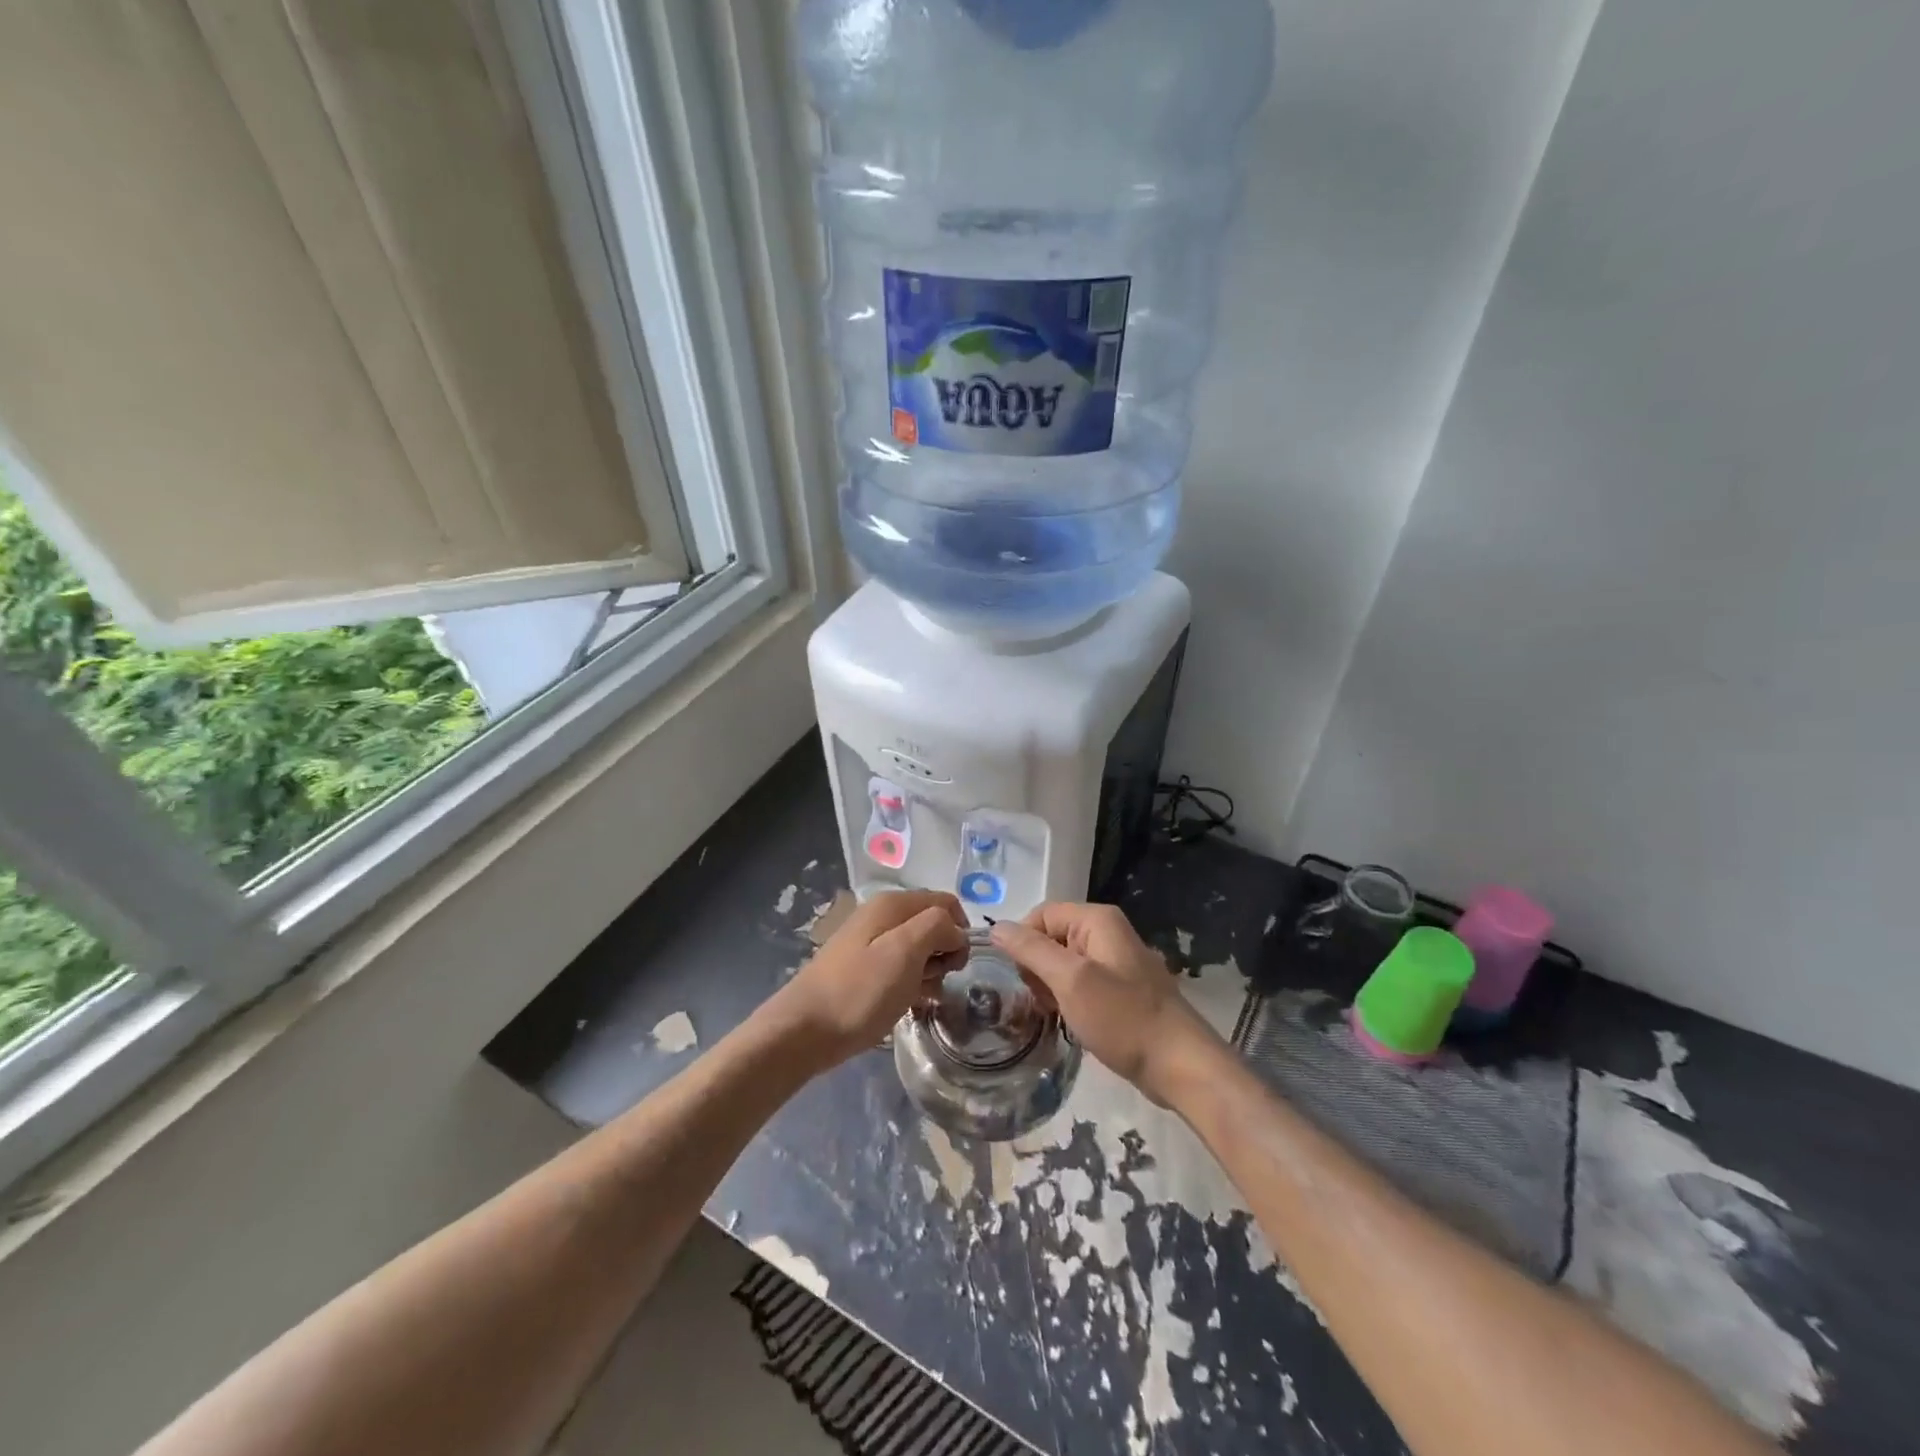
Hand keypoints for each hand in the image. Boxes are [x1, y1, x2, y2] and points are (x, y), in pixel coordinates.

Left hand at [771, 889, 968, 1068]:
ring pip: (918, 947)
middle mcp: (881, 914)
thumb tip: (955, 930)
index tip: (955, 965)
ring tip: (921, 997)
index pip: (946, 903)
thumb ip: (937, 928)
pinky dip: (911, 981)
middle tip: (935, 982)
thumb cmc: (859, 991)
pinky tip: (909, 1003)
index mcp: (892, 904)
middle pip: (932, 923)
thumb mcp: (905, 953)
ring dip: (929, 971)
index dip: (959, 931)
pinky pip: (900, 966)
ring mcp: (869, 941)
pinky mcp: (862, 967)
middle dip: (944, 952)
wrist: (803, 1031)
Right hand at [991, 902, 1221, 1103]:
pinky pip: (1081, 982)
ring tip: (1057, 1014)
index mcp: (1097, 920)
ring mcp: (1116, 961)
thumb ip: (1032, 950)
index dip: (1024, 942)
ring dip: (1051, 987)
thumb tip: (997, 927)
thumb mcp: (1070, 980)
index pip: (1041, 914)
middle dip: (1037, 967)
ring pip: (1064, 963)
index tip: (1021, 978)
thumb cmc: (1123, 1018)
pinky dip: (1069, 999)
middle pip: (1051, 936)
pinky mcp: (1120, 989)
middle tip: (1042, 1000)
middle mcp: (1107, 932)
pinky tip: (1072, 1021)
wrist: (1180, 1065)